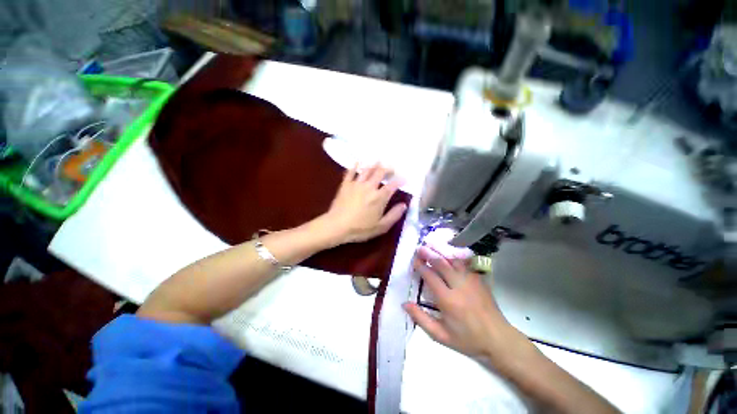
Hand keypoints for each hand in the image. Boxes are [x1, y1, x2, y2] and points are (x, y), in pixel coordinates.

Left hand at [319, 163, 406, 246]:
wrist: (337, 226)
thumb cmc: (360, 229)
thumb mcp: (381, 226)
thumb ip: (394, 215)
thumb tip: (404, 205)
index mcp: (379, 197)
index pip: (392, 185)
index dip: (399, 181)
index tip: (403, 179)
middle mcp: (369, 187)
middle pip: (380, 172)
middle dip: (388, 169)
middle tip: (392, 169)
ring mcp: (356, 184)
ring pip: (367, 169)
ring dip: (374, 165)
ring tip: (378, 162)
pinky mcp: (346, 184)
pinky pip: (351, 172)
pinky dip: (355, 166)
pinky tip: (358, 162)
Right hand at [403, 244, 529, 367]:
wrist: (498, 339)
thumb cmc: (468, 339)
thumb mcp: (441, 335)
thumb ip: (421, 319)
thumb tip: (405, 304)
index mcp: (448, 300)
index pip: (431, 277)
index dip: (421, 266)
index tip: (414, 261)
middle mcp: (459, 286)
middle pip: (442, 264)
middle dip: (429, 254)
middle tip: (420, 249)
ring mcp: (471, 281)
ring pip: (454, 261)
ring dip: (442, 254)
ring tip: (433, 248)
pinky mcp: (479, 280)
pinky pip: (465, 265)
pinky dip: (455, 259)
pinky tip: (450, 257)